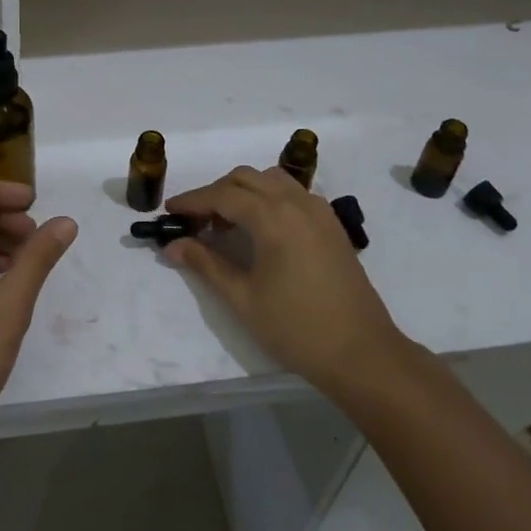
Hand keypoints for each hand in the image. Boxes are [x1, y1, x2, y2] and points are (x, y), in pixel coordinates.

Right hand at [166, 166, 407, 398]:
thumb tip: (172, 246)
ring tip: (228, 224)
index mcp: (273, 217)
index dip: (192, 201)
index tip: (168, 212)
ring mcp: (319, 211)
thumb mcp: (243, 298)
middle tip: (195, 222)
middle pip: (246, 178)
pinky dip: (269, 198)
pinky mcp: (332, 225)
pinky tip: (261, 229)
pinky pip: (293, 194)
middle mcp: (297, 203)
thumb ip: (206, 265)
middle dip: (216, 193)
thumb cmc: (296, 328)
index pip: (222, 195)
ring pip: (272, 180)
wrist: (361, 353)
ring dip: (244, 191)